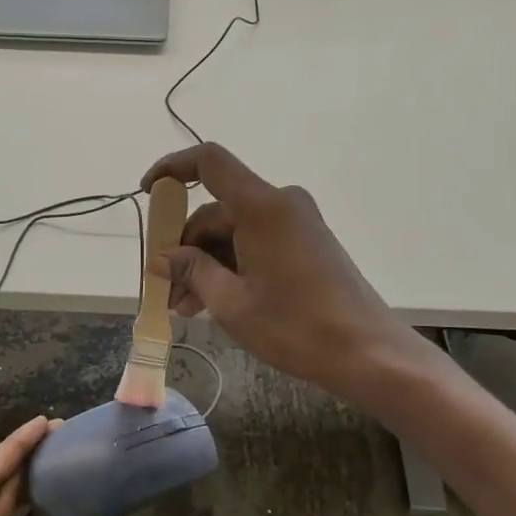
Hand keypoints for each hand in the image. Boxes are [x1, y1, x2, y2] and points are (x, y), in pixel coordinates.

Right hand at [141, 143, 428, 404]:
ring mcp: (297, 223)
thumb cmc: (296, 327)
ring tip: (186, 308)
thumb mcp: (231, 303)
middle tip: (167, 291)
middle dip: (185, 247)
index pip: (209, 163)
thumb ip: (192, 271)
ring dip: (206, 264)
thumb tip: (163, 258)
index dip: (172, 168)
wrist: (368, 353)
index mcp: (262, 207)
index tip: (147, 192)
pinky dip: (231, 266)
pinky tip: (214, 301)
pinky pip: (256, 242)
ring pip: (234, 231)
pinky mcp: (306, 243)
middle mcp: (281, 204)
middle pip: (217, 210)